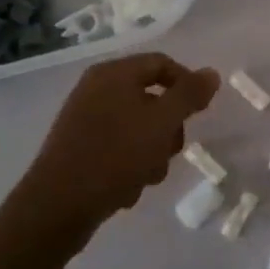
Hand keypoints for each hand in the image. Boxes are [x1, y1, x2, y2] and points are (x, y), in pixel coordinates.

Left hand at [11, 53, 219, 243]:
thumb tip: (211, 73)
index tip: (200, 114)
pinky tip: (127, 187)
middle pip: (152, 98)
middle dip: (169, 128)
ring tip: (147, 176)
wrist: (58, 205)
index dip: (187, 84)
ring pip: (138, 127)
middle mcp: (96, 89)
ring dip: (152, 152)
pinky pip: (118, 147)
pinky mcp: (78, 148)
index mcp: (113, 74)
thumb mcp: (163, 122)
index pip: (162, 63)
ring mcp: (85, 119)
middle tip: (171, 150)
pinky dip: (129, 164)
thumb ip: (190, 95)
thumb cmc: (116, 155)